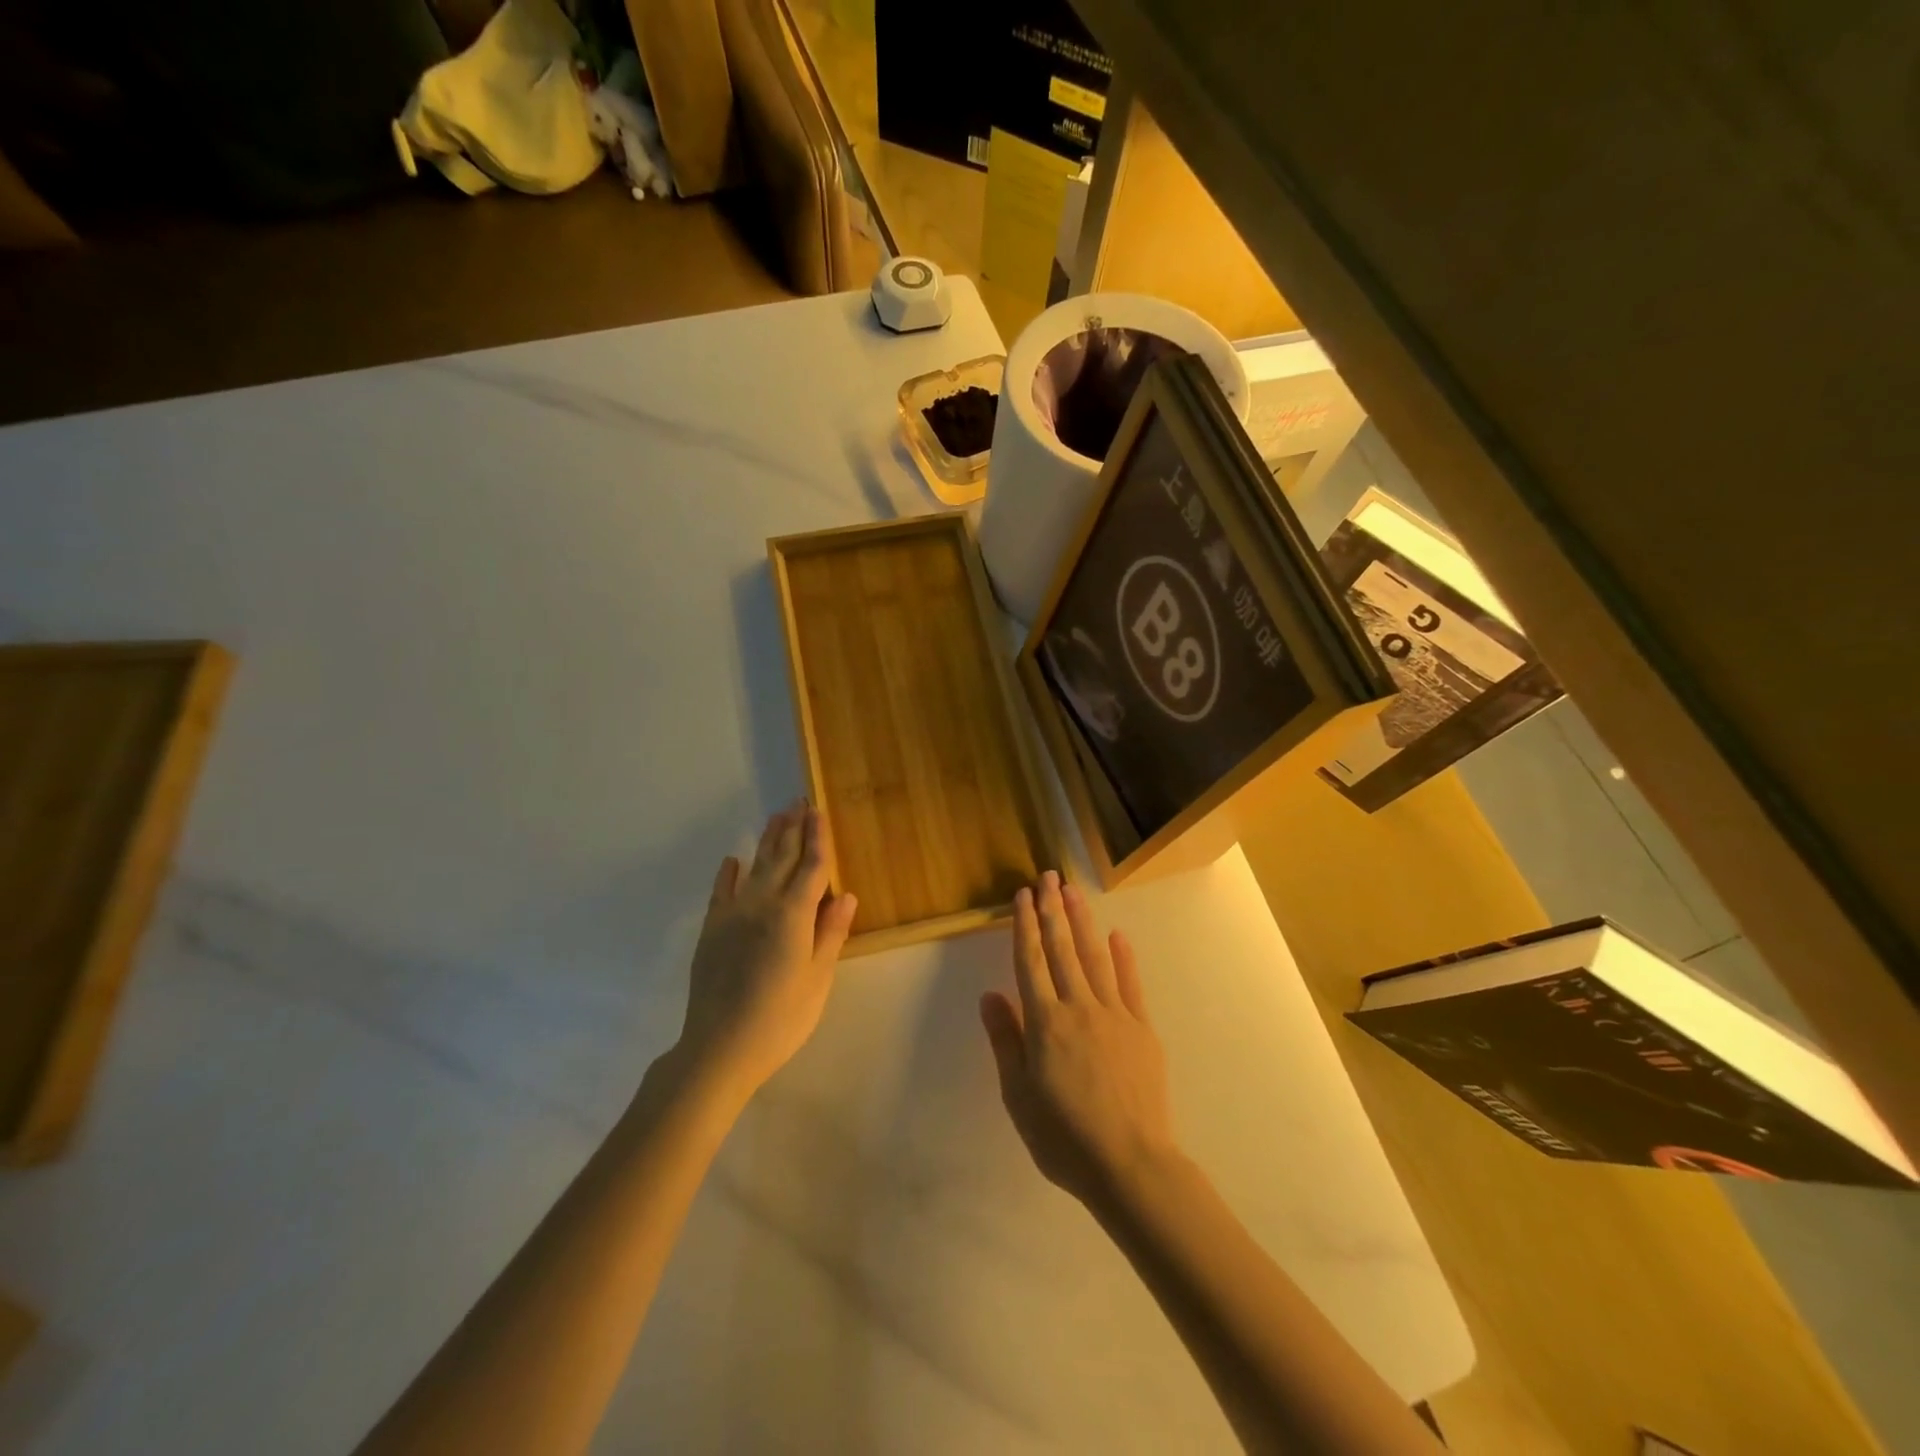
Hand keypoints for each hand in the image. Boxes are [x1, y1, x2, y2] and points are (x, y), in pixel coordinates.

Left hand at [676, 801, 858, 1097]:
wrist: (719, 1047)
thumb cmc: (780, 1018)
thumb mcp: (818, 979)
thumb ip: (830, 933)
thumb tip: (846, 894)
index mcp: (793, 914)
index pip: (811, 867)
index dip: (818, 838)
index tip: (818, 811)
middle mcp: (762, 903)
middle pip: (782, 858)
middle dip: (793, 829)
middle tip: (799, 802)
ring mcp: (733, 914)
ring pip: (755, 867)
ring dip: (767, 841)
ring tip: (777, 817)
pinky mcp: (712, 929)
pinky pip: (721, 891)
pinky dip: (728, 873)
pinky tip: (733, 860)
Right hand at [980, 871, 1178, 1209]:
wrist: (1130, 1164)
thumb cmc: (1064, 1137)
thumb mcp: (1018, 1095)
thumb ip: (1006, 1041)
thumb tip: (990, 995)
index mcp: (1045, 1022)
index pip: (1030, 961)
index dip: (1025, 925)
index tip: (1023, 895)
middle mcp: (1078, 1007)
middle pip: (1062, 949)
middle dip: (1053, 909)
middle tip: (1048, 876)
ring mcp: (1114, 1014)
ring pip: (1094, 957)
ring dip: (1082, 921)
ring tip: (1073, 891)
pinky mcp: (1142, 1028)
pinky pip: (1130, 984)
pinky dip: (1123, 957)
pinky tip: (1117, 935)